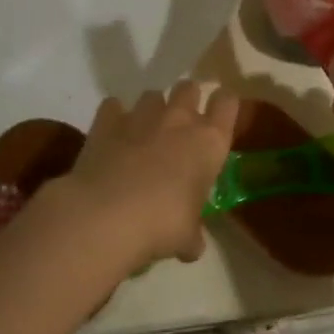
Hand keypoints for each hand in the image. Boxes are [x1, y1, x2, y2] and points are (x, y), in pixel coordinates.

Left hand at [50, 82, 241, 269]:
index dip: (224, 106)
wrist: (106, 216)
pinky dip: (115, 117)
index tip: (219, 119)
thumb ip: (192, 235)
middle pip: (189, 87)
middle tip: (181, 127)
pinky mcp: (106, 122)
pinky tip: (113, 136)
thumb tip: (191, 246)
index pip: (228, 103)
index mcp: (209, 142)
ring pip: (152, 95)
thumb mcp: (187, 237)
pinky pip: (114, 106)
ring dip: (152, 110)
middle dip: (187, 100)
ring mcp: (140, 116)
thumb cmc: (162, 224)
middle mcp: (179, 119)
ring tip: (145, 134)